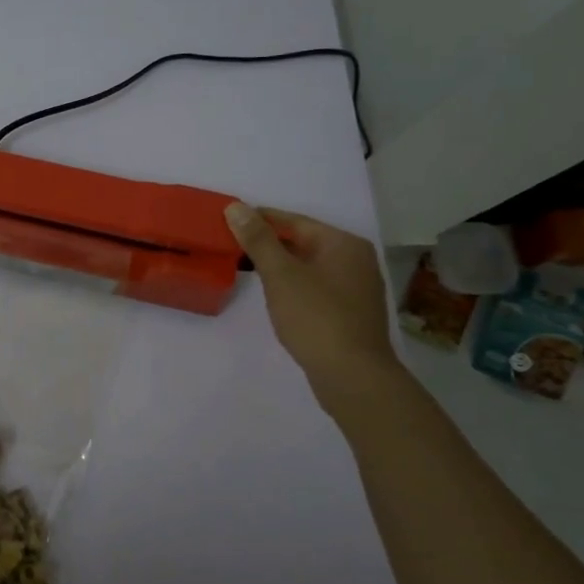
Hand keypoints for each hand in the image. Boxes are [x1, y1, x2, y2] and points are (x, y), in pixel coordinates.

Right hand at [225, 202, 401, 410]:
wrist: (352, 376)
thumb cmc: (316, 318)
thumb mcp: (281, 275)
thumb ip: (258, 239)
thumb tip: (236, 207)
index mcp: (343, 244)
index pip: (293, 221)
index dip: (258, 220)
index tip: (227, 222)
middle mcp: (355, 259)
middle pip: (302, 242)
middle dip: (267, 243)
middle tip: (230, 246)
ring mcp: (356, 287)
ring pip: (308, 266)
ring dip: (278, 265)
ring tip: (245, 268)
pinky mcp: (350, 312)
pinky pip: (315, 286)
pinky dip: (292, 285)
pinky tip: (273, 295)